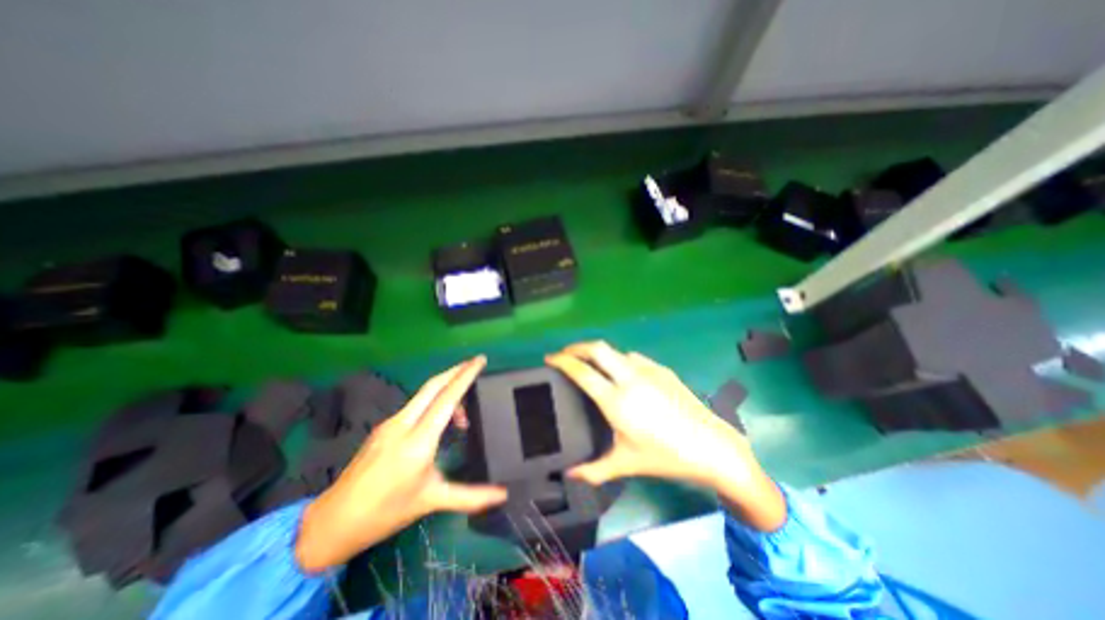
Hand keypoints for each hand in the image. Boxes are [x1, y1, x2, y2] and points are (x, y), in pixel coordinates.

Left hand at [299, 357, 510, 574]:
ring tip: (462, 415)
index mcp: (418, 442)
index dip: (465, 376)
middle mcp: (403, 425)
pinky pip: (415, 406)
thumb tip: (503, 495)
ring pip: (424, 394)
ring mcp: (390, 424)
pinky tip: (439, 422)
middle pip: (433, 385)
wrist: (330, 523)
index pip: (447, 398)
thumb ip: (471, 496)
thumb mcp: (432, 501)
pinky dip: (433, 403)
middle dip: (456, 370)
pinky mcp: (382, 428)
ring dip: (445, 391)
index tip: (480, 360)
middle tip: (475, 364)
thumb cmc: (386, 513)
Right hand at [544, 340, 785, 528]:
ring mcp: (648, 370)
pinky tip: (622, 375)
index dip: (562, 361)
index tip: (550, 358)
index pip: (581, 371)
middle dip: (576, 346)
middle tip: (565, 354)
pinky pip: (633, 358)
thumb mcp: (626, 464)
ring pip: (615, 351)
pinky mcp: (661, 369)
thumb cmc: (665, 456)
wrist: (711, 446)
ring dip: (599, 354)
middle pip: (597, 348)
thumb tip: (569, 474)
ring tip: (592, 366)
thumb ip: (593, 470)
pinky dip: (619, 361)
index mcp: (616, 400)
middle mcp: (629, 377)